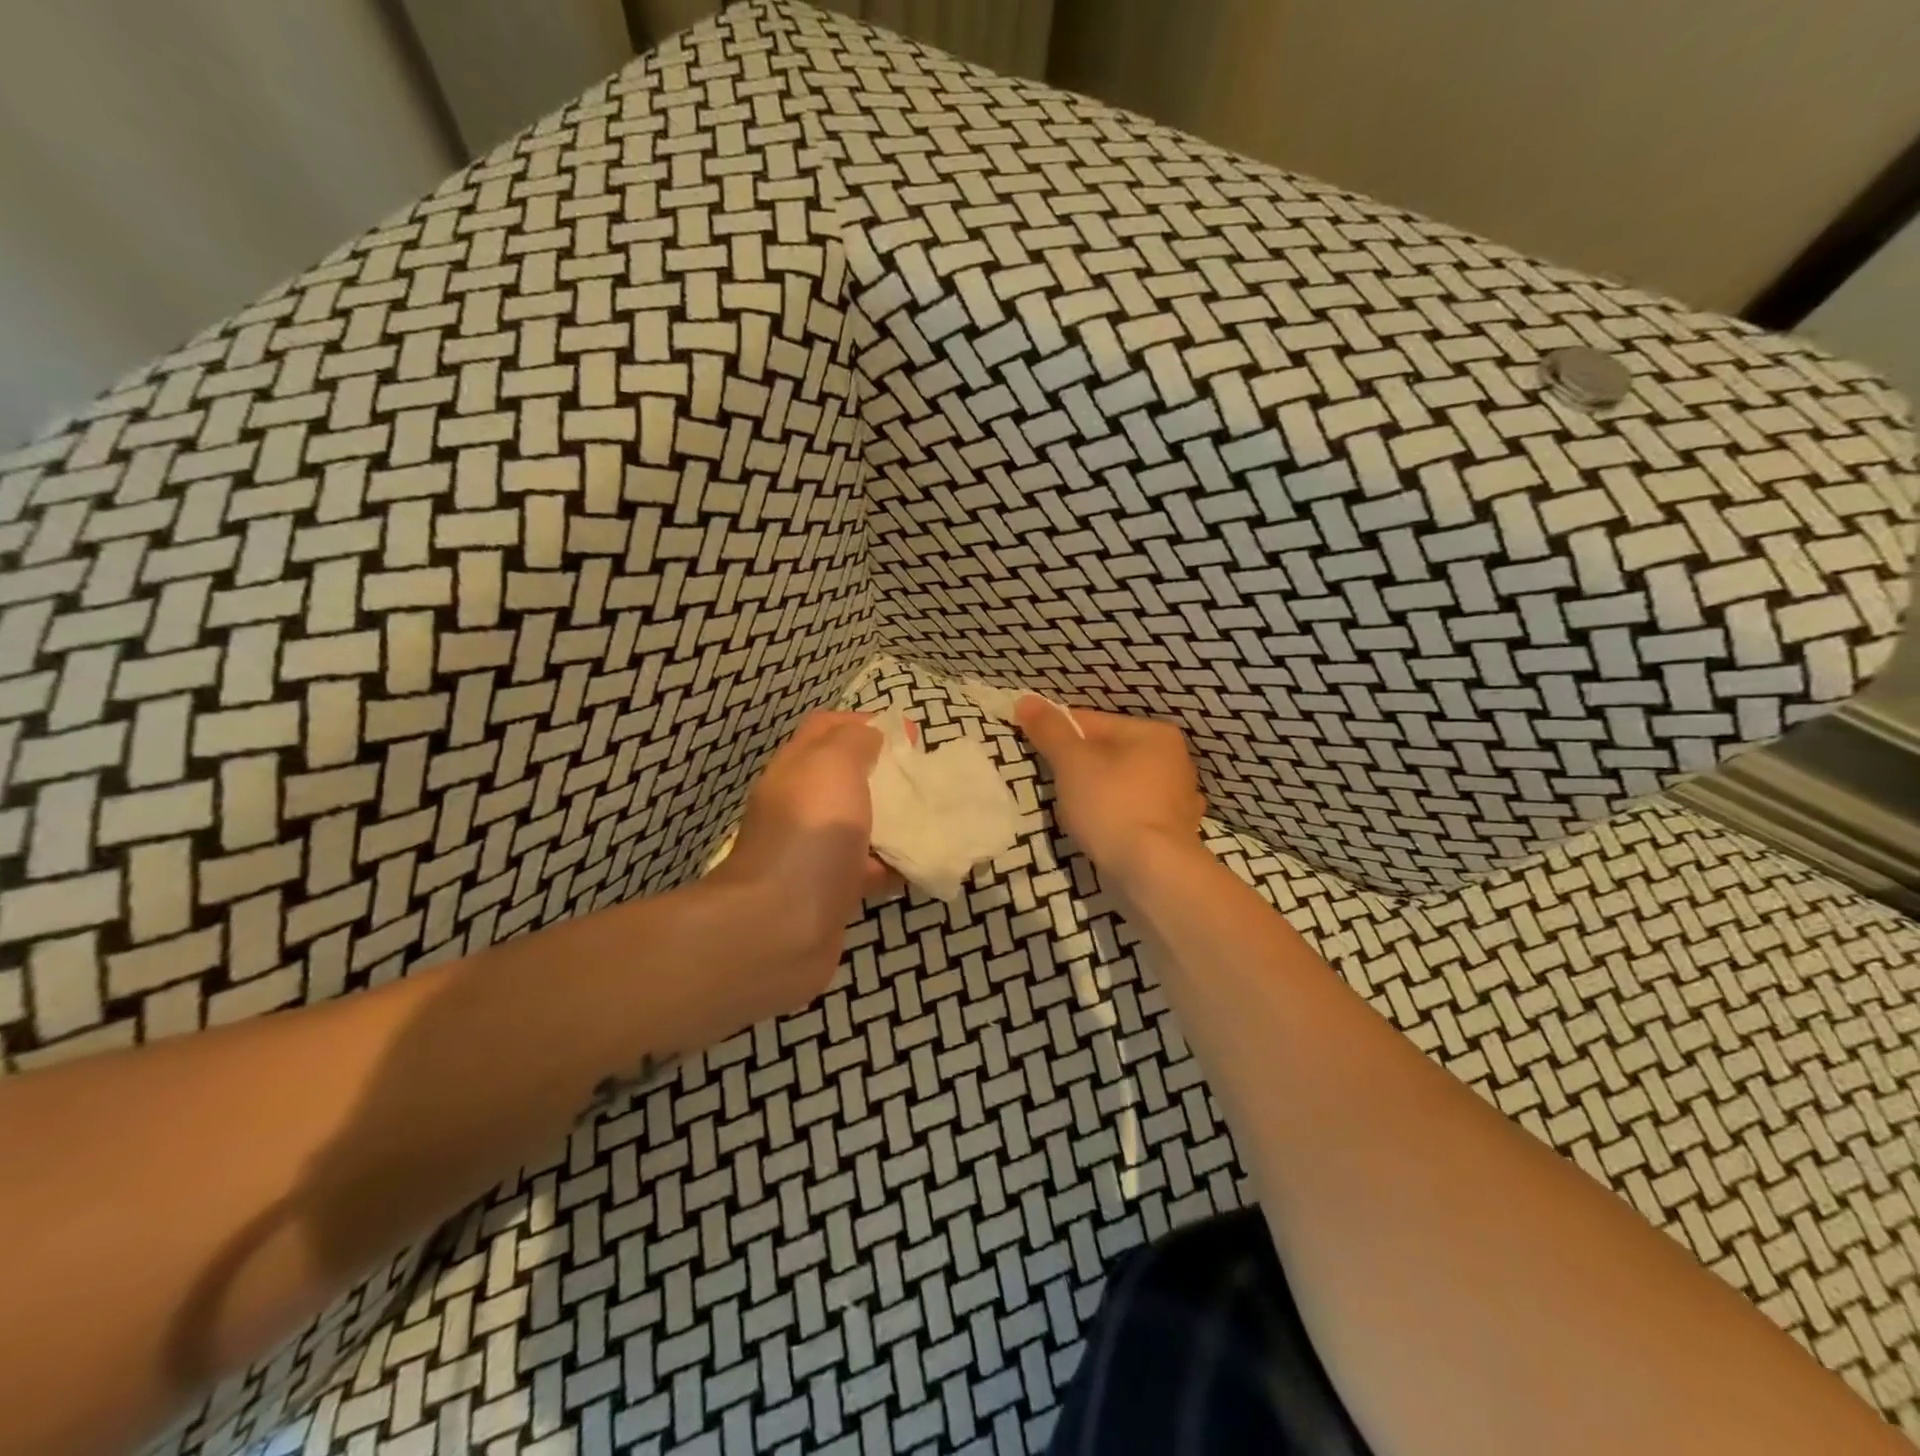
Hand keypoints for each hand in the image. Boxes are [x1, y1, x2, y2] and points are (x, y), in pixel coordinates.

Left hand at [708, 711, 897, 990]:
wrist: (781, 926)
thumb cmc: (810, 833)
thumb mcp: (833, 765)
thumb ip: (854, 741)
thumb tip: (870, 735)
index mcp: (796, 769)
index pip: (826, 728)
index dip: (864, 723)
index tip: (907, 734)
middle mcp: (801, 806)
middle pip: (846, 777)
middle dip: (885, 773)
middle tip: (925, 777)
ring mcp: (814, 851)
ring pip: (860, 824)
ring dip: (895, 821)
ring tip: (935, 817)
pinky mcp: (831, 891)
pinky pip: (869, 869)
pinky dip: (895, 866)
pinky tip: (925, 864)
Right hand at [1016, 696, 1206, 882]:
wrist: (1153, 873)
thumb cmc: (1112, 806)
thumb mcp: (1072, 762)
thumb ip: (1049, 730)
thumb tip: (1025, 699)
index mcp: (1154, 733)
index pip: (1091, 722)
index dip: (1057, 735)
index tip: (1035, 752)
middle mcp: (1174, 760)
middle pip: (1107, 752)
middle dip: (1078, 767)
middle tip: (1056, 788)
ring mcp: (1178, 798)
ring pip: (1120, 784)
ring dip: (1096, 794)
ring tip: (1076, 814)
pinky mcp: (1174, 832)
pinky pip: (1132, 812)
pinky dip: (1115, 817)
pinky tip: (1102, 831)